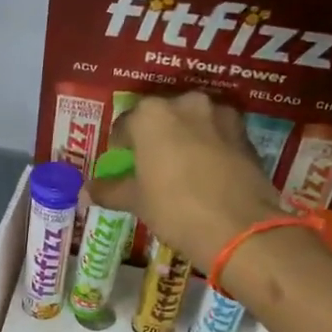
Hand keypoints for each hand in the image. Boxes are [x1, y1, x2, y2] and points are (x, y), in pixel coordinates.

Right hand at [92, 93, 280, 266]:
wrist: (238, 228)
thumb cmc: (175, 208)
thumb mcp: (136, 201)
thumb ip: (110, 190)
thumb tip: (86, 191)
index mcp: (152, 114)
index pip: (124, 125)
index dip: (120, 147)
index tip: (122, 166)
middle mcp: (187, 103)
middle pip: (161, 118)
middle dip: (154, 139)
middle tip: (150, 168)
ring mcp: (221, 115)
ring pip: (192, 124)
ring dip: (183, 140)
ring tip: (180, 171)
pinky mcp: (245, 134)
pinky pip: (217, 136)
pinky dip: (208, 149)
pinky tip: (206, 176)